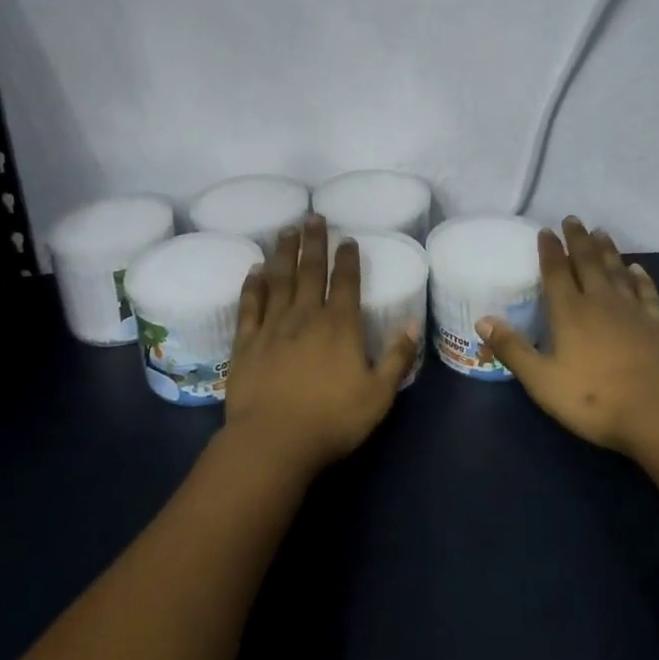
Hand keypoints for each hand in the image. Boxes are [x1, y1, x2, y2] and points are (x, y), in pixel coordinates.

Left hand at [222, 215, 419, 477]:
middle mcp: (305, 316)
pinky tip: (254, 269)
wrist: (273, 442)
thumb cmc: (331, 420)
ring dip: (284, 253)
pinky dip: (253, 285)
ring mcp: (272, 327)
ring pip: (279, 280)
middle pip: (310, 271)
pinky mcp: (246, 342)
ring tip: (286, 231)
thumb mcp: (378, 395)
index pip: (345, 282)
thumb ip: (397, 358)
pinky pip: (250, 305)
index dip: (347, 258)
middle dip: (313, 243)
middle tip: (313, 217)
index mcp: (339, 326)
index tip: (346, 238)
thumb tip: (411, 324)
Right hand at [478, 217, 658, 458]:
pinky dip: (640, 277)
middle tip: (572, 219)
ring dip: (607, 250)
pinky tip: (637, 268)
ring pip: (616, 271)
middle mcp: (600, 302)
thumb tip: (482, 320)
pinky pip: (646, 292)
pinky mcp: (657, 325)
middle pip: (587, 262)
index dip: (549, 250)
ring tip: (600, 232)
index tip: (545, 230)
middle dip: (578, 240)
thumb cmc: (594, 399)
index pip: (556, 272)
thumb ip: (513, 349)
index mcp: (570, 312)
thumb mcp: (542, 381)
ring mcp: (632, 311)